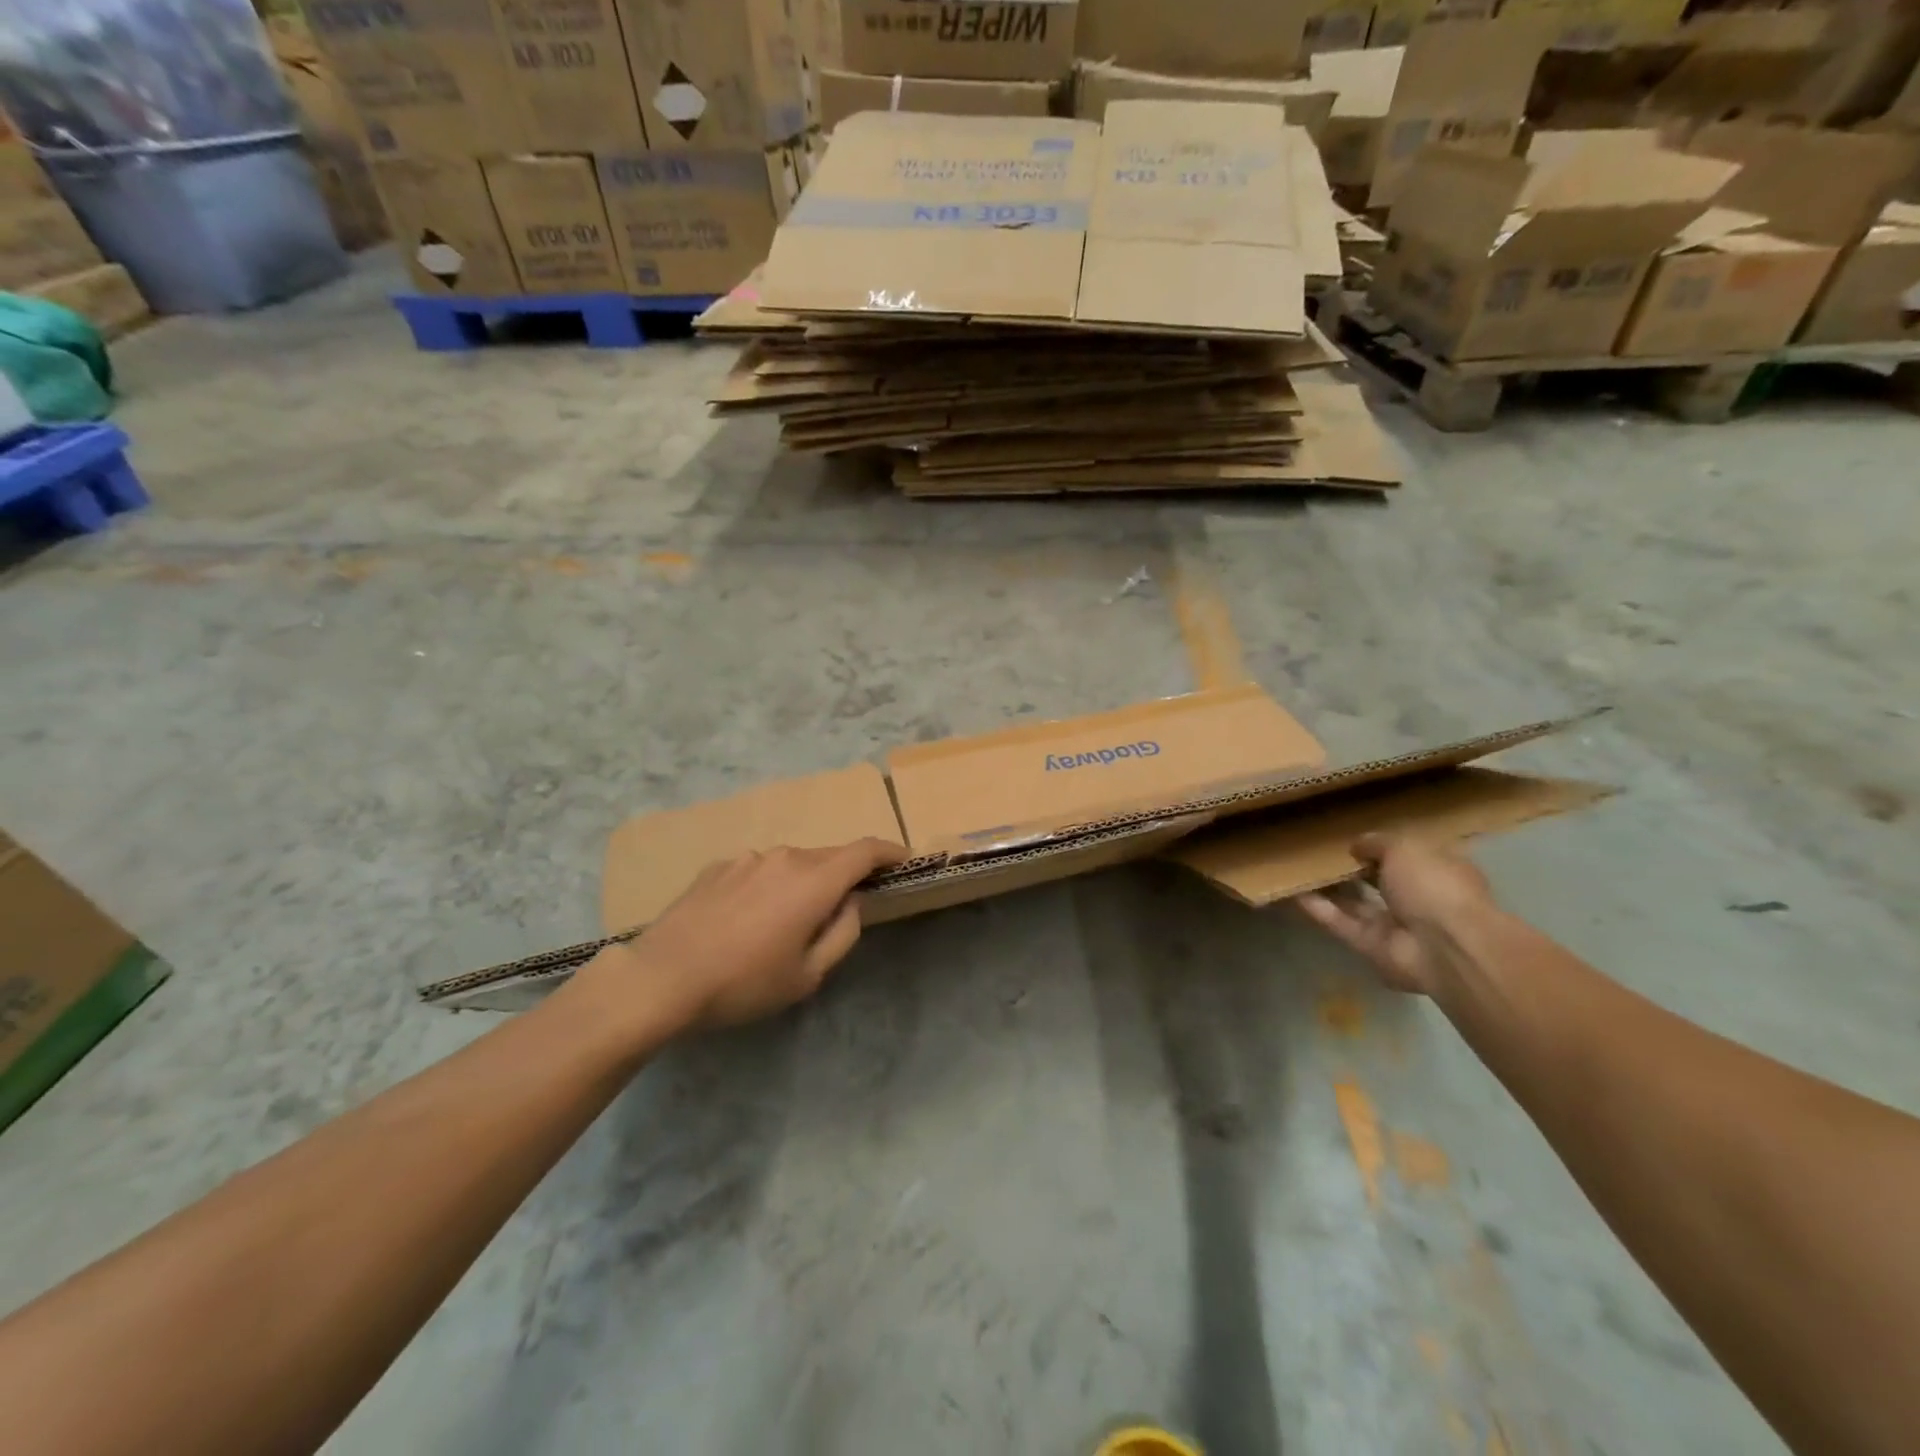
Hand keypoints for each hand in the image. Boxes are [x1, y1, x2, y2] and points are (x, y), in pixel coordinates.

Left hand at [577, 839, 905, 1037]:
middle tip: (841, 909)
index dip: (888, 852)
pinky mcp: (717, 867)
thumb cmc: (744, 983)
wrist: (661, 979)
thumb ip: (843, 933)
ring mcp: (747, 858)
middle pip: (828, 857)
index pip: (864, 851)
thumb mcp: (807, 974)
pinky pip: (758, 870)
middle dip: (843, 876)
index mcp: (814, 880)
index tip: (902, 860)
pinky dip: (768, 886)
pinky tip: (746, 920)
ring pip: (791, 864)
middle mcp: (784, 857)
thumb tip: (852, 902)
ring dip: (802, 883)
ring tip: (785, 923)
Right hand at [1296, 834, 1494, 994]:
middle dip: (1354, 869)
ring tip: (1298, 868)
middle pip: (1380, 881)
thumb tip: (1356, 846)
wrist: (1445, 948)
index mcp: (1440, 871)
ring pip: (1357, 903)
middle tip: (1320, 851)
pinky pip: (1341, 923)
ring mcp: (1397, 925)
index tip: (1355, 837)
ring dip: (1331, 889)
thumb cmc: (1434, 886)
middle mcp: (1420, 899)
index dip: (1384, 846)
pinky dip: (1319, 909)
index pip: (1410, 856)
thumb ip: (1377, 843)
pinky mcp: (1372, 946)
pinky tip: (1292, 892)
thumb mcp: (1405, 848)